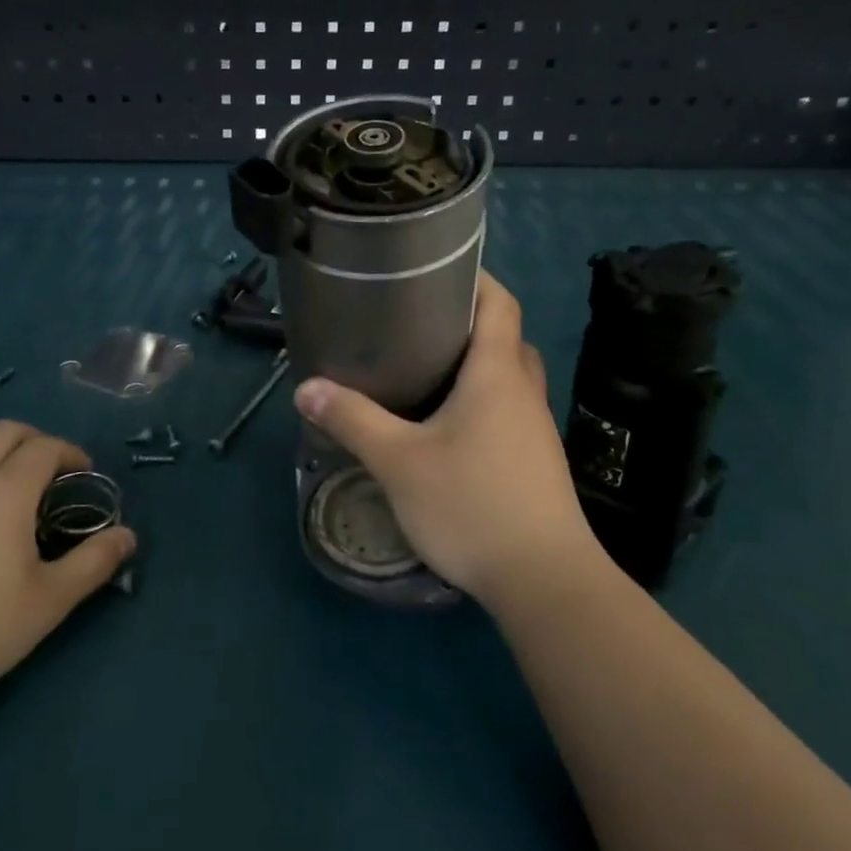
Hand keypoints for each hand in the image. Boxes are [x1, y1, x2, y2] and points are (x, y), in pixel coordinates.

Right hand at [292, 272, 607, 611]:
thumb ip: (353, 420)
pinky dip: (480, 402)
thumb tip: (306, 388)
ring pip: (508, 379)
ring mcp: (534, 431)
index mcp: (497, 375)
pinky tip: (445, 428)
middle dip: (469, 322)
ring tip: (424, 370)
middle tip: (419, 323)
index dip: (475, 278)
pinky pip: (507, 413)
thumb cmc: (472, 504)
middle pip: (505, 338)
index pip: (500, 303)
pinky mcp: (534, 464)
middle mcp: (523, 393)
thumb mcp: (399, 461)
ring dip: (476, 365)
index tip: (436, 269)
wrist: (544, 581)